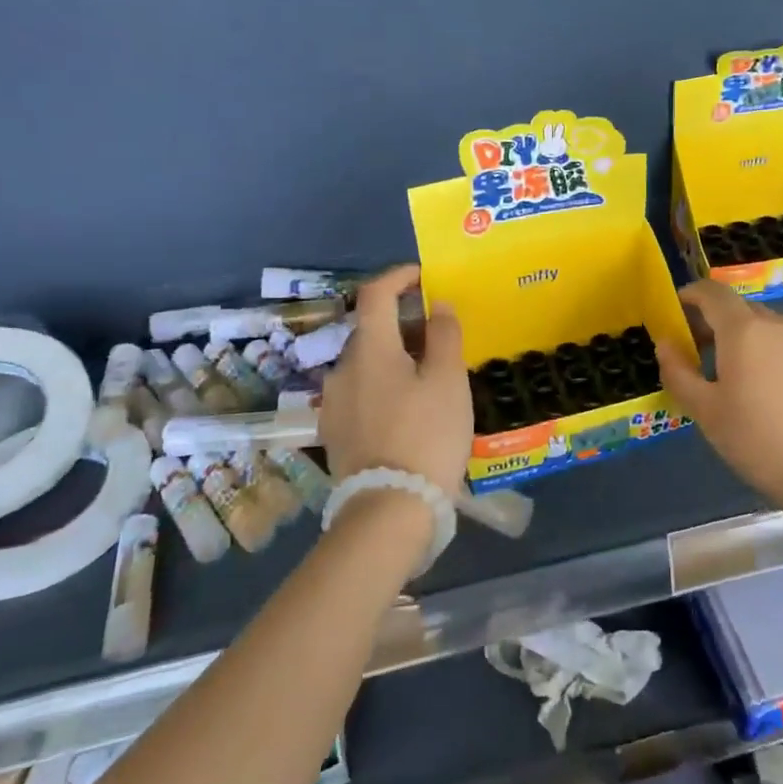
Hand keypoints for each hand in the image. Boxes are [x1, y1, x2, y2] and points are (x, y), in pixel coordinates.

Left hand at [320, 266, 472, 493]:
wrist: (390, 508)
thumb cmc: (427, 435)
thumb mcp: (449, 381)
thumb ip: (444, 335)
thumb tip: (436, 304)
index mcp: (370, 349)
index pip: (375, 293)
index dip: (399, 276)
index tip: (423, 276)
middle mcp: (342, 369)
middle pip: (372, 331)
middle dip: (404, 325)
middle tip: (440, 339)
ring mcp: (333, 403)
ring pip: (367, 365)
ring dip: (394, 359)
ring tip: (429, 380)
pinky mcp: (334, 432)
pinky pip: (361, 393)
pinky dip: (384, 387)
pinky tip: (408, 412)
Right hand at [656, 279, 782, 515]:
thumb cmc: (760, 441)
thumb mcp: (706, 412)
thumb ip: (678, 372)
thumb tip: (665, 343)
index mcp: (744, 330)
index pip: (712, 292)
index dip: (690, 296)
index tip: (675, 314)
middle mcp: (779, 326)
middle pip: (740, 309)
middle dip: (715, 322)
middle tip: (699, 354)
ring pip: (769, 331)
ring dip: (746, 342)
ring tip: (737, 381)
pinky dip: (773, 360)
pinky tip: (774, 399)